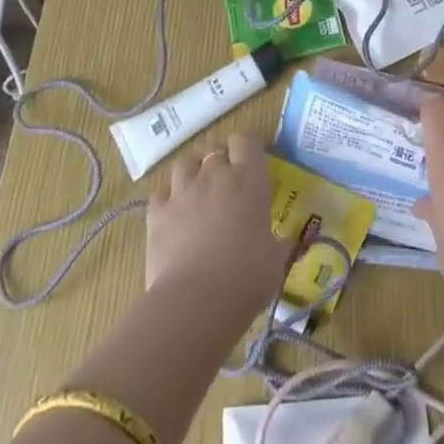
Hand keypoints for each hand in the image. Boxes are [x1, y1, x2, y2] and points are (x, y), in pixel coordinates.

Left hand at [145, 133, 294, 322]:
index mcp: (249, 179)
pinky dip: (166, 200)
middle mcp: (215, 175)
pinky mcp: (157, 213)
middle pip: (215, 150)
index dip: (246, 150)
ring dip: (192, 174)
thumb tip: (287, 242)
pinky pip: (160, 193)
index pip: (245, 141)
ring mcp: (183, 191)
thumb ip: (279, 243)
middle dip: (220, 164)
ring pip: (185, 163)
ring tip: (197, 194)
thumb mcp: (275, 260)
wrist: (197, 302)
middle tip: (226, 188)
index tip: (251, 168)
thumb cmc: (247, 277)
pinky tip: (172, 216)